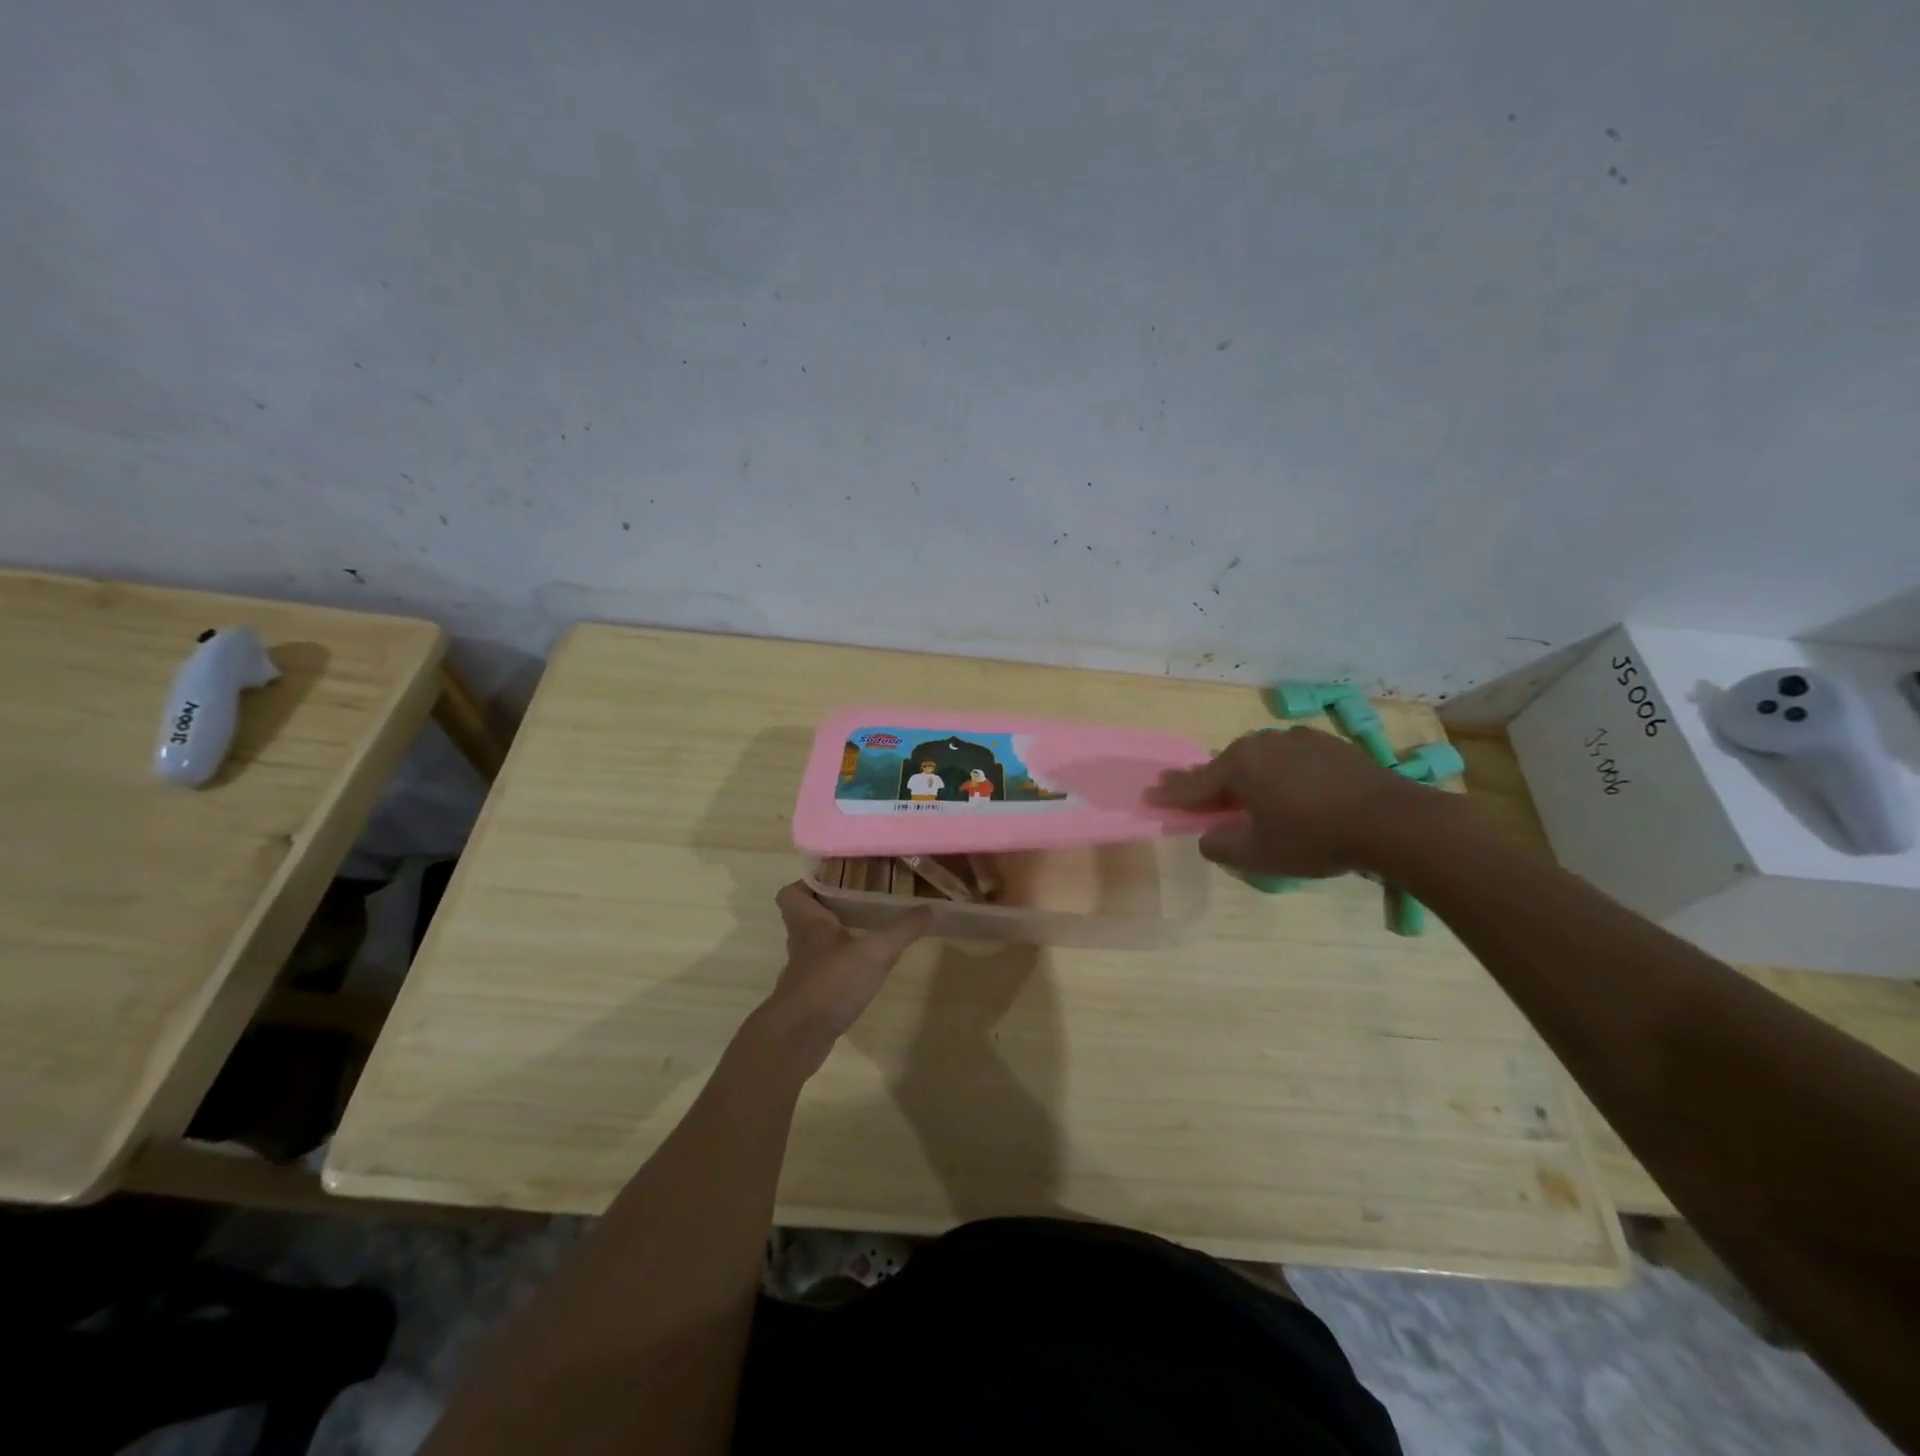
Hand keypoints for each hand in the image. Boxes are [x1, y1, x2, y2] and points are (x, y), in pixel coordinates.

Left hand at [761, 882, 932, 1070]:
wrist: (798, 1038)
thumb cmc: (831, 982)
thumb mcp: (875, 951)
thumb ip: (904, 929)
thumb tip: (935, 908)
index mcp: (808, 922)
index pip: (791, 893)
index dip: (808, 883)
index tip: (835, 878)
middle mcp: (801, 942)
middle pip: (806, 916)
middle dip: (831, 907)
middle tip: (863, 900)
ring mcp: (803, 971)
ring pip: (815, 943)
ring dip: (837, 936)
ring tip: (869, 930)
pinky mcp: (809, 995)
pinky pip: (823, 970)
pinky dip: (840, 965)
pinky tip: (863, 969)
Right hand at [1148, 728, 1426, 877]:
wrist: (1393, 820)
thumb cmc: (1315, 838)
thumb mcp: (1259, 854)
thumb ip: (1221, 845)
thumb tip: (1207, 836)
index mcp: (1239, 765)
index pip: (1194, 784)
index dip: (1171, 795)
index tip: (1149, 796)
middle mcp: (1263, 743)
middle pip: (1226, 766)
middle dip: (1210, 783)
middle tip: (1198, 798)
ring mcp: (1298, 739)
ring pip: (1259, 759)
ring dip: (1248, 778)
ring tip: (1248, 798)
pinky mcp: (1329, 745)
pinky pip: (1290, 758)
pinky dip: (1281, 774)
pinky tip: (1293, 791)